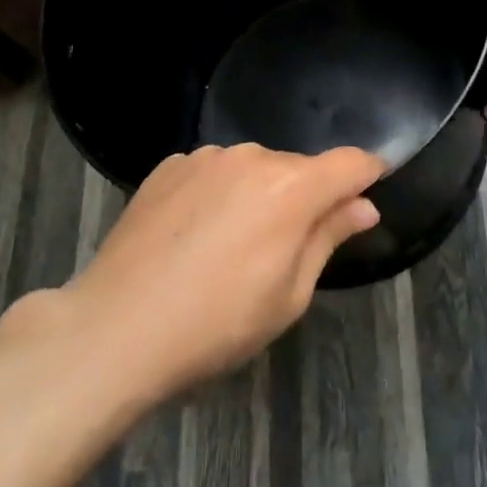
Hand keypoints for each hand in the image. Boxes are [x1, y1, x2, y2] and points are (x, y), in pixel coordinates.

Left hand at [67, 143, 383, 401]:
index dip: (368, 173)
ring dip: (258, 195)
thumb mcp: (288, 296)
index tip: (370, 190)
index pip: (350, 163)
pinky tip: (193, 236)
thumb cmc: (216, 324)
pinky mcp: (169, 166)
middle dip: (305, 198)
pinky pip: (213, 173)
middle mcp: (253, 158)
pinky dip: (218, 194)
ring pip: (253, 169)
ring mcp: (206, 157)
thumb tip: (363, 206)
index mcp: (292, 188)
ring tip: (229, 247)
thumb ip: (328, 238)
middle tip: (284, 250)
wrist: (115, 328)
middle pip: (299, 169)